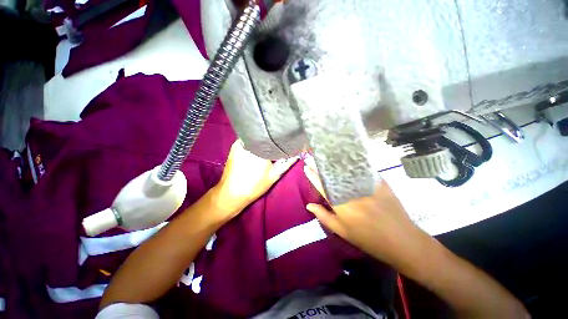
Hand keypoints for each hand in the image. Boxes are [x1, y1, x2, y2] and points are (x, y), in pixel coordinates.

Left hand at [212, 140, 296, 221]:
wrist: (231, 194)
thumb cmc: (255, 185)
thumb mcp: (275, 174)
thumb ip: (287, 162)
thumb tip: (298, 153)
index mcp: (261, 147)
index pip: (276, 137)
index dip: (283, 138)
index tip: (288, 140)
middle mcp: (250, 141)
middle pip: (266, 135)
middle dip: (273, 139)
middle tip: (280, 143)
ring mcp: (240, 142)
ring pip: (257, 137)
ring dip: (264, 141)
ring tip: (270, 146)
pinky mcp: (234, 146)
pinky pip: (249, 139)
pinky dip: (255, 142)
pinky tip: (259, 149)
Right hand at [303, 162, 419, 264]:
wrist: (401, 241)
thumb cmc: (367, 239)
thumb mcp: (341, 231)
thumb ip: (323, 216)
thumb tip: (309, 205)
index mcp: (340, 203)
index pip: (321, 186)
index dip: (313, 176)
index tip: (307, 167)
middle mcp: (350, 191)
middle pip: (332, 175)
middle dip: (320, 166)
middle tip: (313, 158)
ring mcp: (365, 185)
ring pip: (346, 170)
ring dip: (334, 163)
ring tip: (325, 157)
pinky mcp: (378, 182)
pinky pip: (362, 170)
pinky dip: (352, 164)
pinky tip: (347, 159)